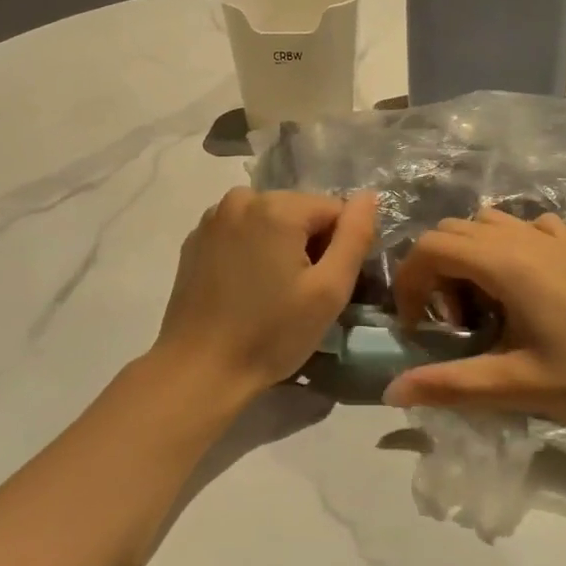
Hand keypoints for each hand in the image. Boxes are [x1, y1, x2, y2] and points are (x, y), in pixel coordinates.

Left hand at [152, 188, 377, 401]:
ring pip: (271, 220)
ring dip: (281, 246)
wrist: (200, 369)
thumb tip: (369, 196)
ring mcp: (213, 218)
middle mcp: (242, 198)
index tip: (325, 285)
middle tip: (301, 293)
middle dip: (309, 244)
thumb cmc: (271, 334)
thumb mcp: (329, 291)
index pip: (334, 209)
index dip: (339, 247)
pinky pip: (242, 232)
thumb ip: (355, 237)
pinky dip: (252, 251)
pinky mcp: (196, 239)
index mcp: (277, 207)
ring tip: (273, 291)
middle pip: (300, 211)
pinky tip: (246, 288)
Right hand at [385, 208, 565, 436]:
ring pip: (487, 223)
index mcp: (506, 264)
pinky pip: (526, 226)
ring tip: (484, 305)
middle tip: (451, 322)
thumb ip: (450, 385)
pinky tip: (520, 284)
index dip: (409, 281)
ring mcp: (555, 238)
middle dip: (434, 271)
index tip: (416, 325)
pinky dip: (506, 244)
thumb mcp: (516, 385)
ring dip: (468, 255)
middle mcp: (525, 238)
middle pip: (453, 230)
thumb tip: (392, 392)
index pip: (432, 247)